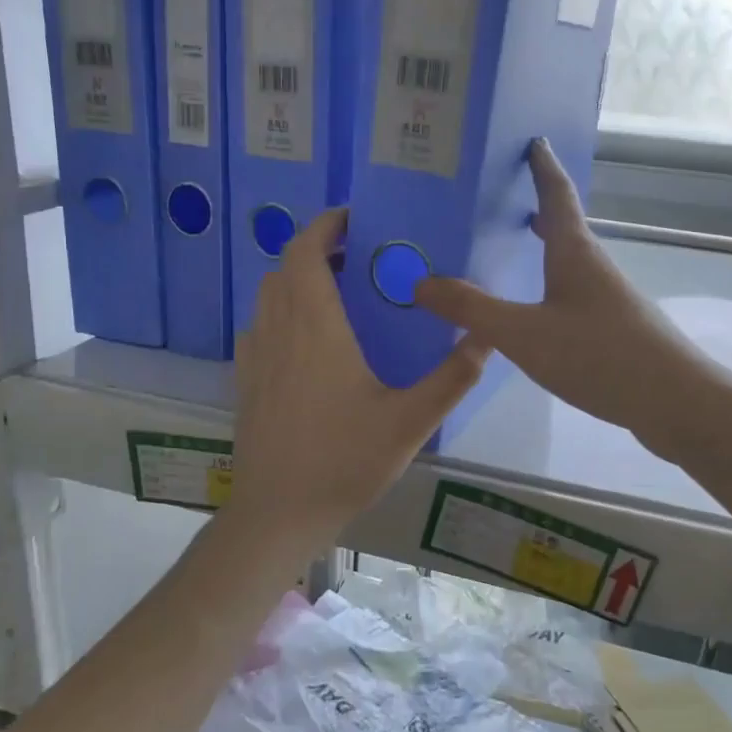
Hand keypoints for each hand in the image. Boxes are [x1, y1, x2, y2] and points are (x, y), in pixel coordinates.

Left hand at [228, 207, 488, 545]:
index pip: (305, 252)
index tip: (353, 219)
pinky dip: (281, 311)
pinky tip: (308, 339)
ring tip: (336, 292)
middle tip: (357, 257)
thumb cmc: (344, 462)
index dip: (324, 226)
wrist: (278, 512)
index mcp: (316, 329)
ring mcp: (255, 356)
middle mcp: (278, 331)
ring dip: (296, 279)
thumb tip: (486, 335)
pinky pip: (259, 326)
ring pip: (268, 295)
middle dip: (316, 249)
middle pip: (285, 267)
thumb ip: (451, 377)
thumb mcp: (410, 422)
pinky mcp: (245, 380)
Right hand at [414, 140, 707, 442]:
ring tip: (509, 248)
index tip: (533, 139)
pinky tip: (532, 310)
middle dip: (537, 206)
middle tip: (504, 195)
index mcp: (574, 253)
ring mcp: (607, 299)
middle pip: (564, 226)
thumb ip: (472, 310)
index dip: (543, 167)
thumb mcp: (524, 333)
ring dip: (543, 247)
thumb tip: (421, 282)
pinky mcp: (613, 329)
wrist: (674, 402)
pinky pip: (571, 293)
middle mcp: (593, 267)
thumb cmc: (598, 355)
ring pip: (568, 261)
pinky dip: (548, 284)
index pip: (557, 195)